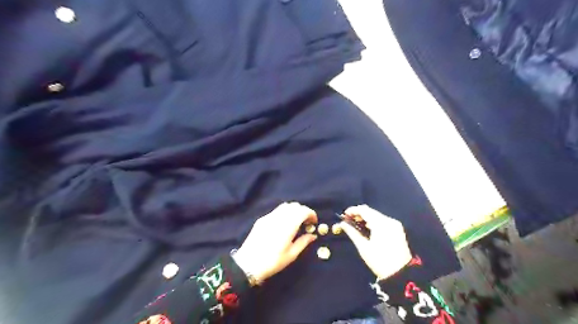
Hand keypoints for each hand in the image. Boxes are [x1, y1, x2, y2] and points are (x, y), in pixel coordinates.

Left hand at [232, 203, 318, 283]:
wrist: (248, 264)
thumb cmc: (272, 261)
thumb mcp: (291, 255)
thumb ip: (303, 242)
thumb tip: (313, 235)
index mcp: (288, 225)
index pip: (302, 211)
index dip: (311, 214)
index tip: (314, 222)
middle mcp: (279, 217)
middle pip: (294, 206)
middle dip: (303, 211)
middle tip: (306, 222)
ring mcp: (269, 217)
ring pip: (285, 206)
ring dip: (293, 211)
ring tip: (295, 222)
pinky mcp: (262, 219)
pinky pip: (276, 211)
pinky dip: (284, 213)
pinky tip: (283, 224)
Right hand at [340, 206, 412, 280]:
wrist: (401, 274)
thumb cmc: (379, 261)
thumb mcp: (363, 247)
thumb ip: (352, 232)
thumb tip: (342, 224)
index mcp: (381, 224)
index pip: (364, 210)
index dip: (353, 210)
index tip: (344, 215)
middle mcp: (389, 220)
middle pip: (370, 212)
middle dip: (359, 214)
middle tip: (348, 221)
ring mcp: (394, 224)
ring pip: (376, 216)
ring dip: (366, 218)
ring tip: (356, 225)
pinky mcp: (397, 229)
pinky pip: (382, 221)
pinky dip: (373, 222)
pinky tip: (367, 229)